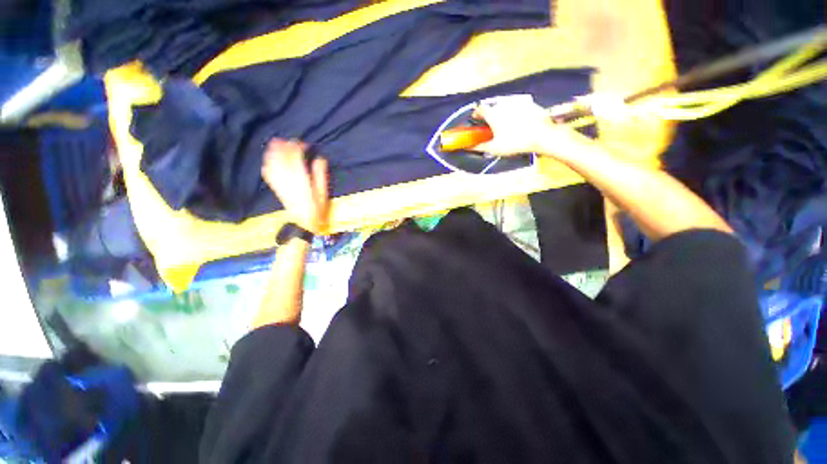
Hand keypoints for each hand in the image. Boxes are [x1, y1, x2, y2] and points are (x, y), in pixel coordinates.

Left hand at [262, 139, 329, 233]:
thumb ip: (321, 175)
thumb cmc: (317, 209)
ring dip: (274, 152)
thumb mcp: (323, 193)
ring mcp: (280, 183)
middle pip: (282, 158)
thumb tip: (320, 158)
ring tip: (277, 143)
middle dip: (286, 146)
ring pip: (272, 163)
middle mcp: (288, 179)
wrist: (303, 224)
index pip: (295, 157)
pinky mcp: (276, 188)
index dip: (298, 147)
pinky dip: (267, 163)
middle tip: (292, 141)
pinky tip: (269, 158)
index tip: (305, 144)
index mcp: (301, 180)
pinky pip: (268, 173)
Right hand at [471, 94, 591, 160]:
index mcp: (493, 114)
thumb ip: (479, 147)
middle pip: (492, 107)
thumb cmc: (515, 143)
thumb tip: (468, 148)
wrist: (542, 136)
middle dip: (489, 114)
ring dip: (502, 112)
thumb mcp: (494, 148)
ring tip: (505, 124)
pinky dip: (515, 112)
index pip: (480, 109)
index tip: (476, 119)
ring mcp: (517, 102)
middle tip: (491, 125)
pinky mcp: (529, 103)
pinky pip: (518, 106)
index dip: (476, 114)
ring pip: (505, 105)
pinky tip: (519, 122)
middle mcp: (503, 104)